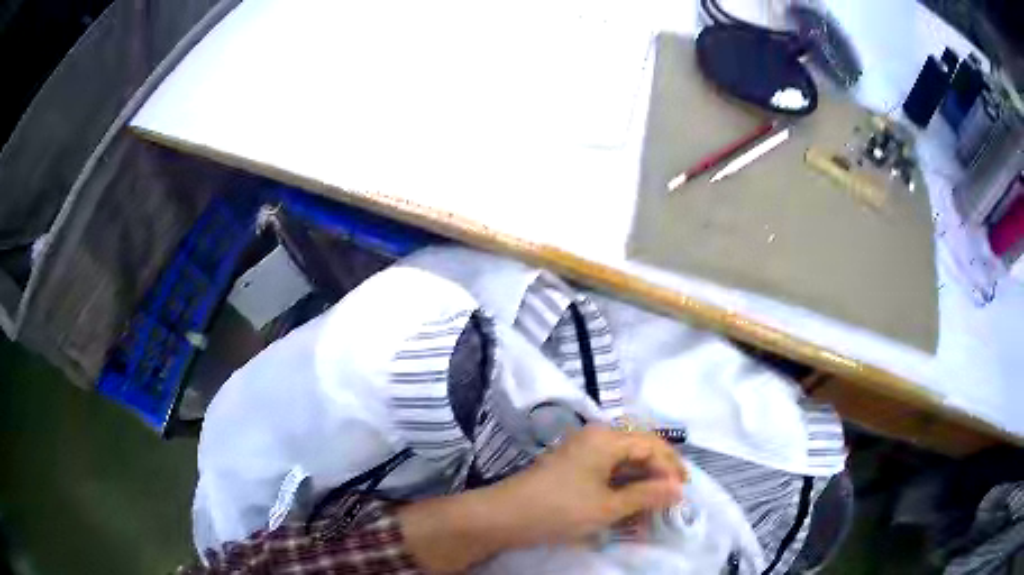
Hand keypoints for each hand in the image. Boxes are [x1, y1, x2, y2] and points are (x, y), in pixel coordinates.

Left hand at [492, 424, 686, 545]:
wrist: (503, 516)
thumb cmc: (559, 510)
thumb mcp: (607, 507)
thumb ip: (646, 496)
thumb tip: (678, 489)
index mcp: (607, 438)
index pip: (652, 445)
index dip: (671, 468)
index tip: (683, 493)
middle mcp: (596, 436)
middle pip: (640, 446)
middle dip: (660, 470)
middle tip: (674, 494)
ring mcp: (582, 449)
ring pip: (624, 458)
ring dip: (642, 477)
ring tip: (655, 500)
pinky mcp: (573, 464)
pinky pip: (608, 467)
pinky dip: (623, 483)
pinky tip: (630, 500)